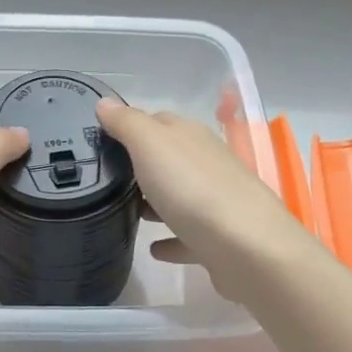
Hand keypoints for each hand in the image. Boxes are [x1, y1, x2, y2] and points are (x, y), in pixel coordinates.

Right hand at [96, 98, 318, 302]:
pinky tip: (153, 248)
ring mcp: (216, 202)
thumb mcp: (151, 145)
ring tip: (126, 212)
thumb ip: (127, 123)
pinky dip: (171, 239)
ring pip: (180, 196)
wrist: (250, 249)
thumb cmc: (193, 189)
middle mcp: (207, 163)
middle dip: (141, 165)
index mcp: (190, 136)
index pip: (157, 120)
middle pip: (169, 158)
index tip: (101, 139)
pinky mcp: (220, 240)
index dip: (130, 126)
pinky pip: (188, 236)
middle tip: (107, 178)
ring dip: (156, 202)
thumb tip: (104, 102)